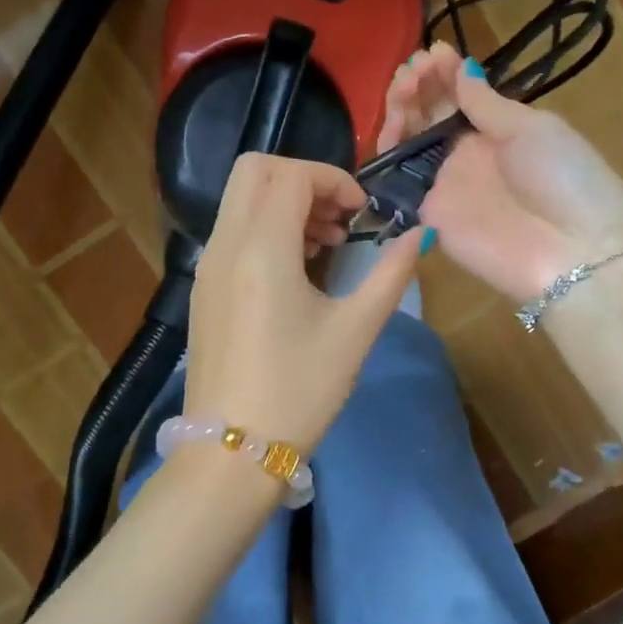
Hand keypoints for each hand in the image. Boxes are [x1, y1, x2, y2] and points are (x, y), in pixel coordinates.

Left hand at [185, 154, 425, 450]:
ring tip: (325, 245)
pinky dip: (264, 228)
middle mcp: (224, 245)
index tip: (362, 214)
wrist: (230, 453)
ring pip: (239, 199)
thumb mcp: (354, 331)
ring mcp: (206, 266)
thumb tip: (420, 236)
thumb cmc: (298, 391)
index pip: (290, 174)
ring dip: (283, 203)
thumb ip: (390, 275)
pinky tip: (296, 270)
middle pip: (253, 170)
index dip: (332, 180)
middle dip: (301, 179)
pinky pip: (231, 231)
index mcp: (260, 249)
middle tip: (338, 219)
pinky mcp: (202, 289)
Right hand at [379, 42, 622, 302]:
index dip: (442, 73)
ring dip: (401, 110)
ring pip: (409, 142)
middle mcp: (467, 154)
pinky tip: (392, 129)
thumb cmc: (563, 178)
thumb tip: (463, 68)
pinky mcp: (429, 215)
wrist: (573, 251)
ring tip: (404, 90)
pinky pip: (400, 182)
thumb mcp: (531, 129)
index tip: (432, 52)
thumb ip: (487, 104)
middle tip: (413, 71)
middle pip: (428, 115)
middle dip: (416, 86)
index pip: (459, 95)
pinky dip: (389, 154)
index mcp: (498, 130)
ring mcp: (446, 184)